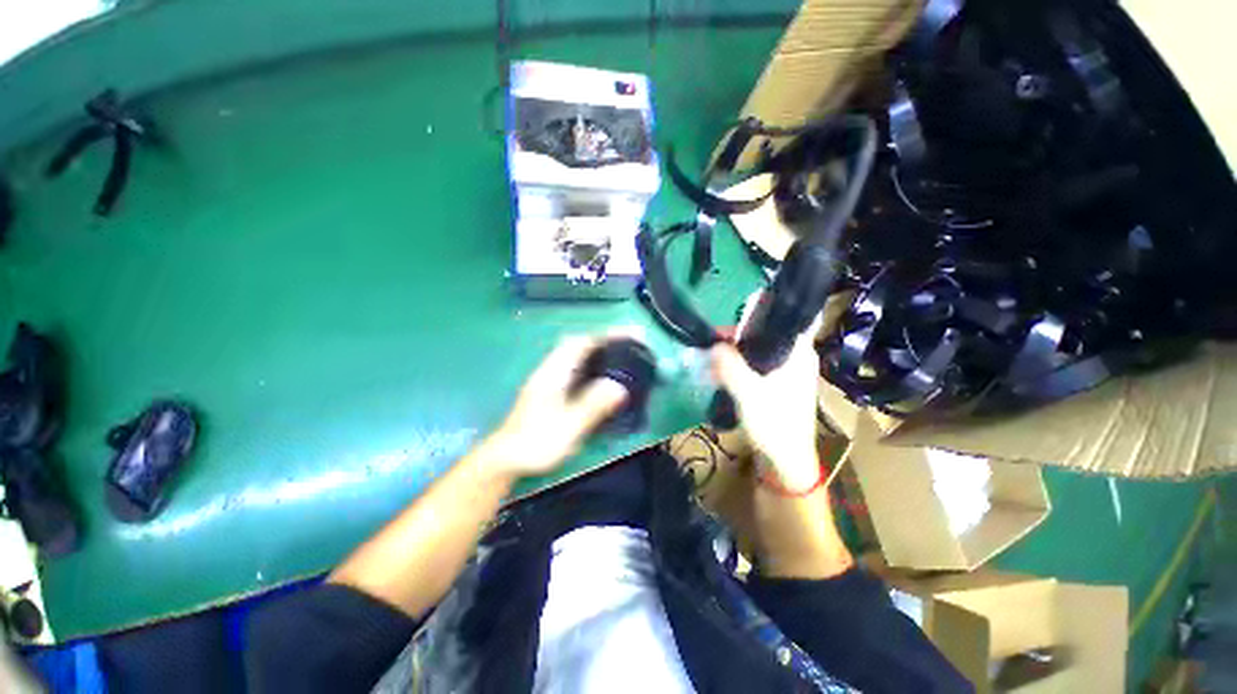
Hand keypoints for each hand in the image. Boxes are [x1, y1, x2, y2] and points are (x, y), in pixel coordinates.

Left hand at [481, 335, 629, 477]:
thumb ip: (593, 406)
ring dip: (595, 352)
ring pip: (574, 356)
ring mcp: (547, 380)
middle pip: (577, 344)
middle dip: (601, 341)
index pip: (581, 343)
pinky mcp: (548, 391)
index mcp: (554, 373)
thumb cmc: (536, 442)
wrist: (505, 458)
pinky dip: (588, 366)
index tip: (626, 335)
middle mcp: (549, 371)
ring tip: (617, 358)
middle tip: (625, 346)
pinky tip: (598, 379)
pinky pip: (572, 368)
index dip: (605, 337)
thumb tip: (618, 387)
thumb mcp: (568, 426)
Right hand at [711, 328, 819, 489]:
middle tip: (711, 345)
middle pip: (763, 337)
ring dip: (734, 356)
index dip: (751, 319)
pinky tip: (719, 375)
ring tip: (710, 361)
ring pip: (757, 354)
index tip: (725, 328)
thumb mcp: (747, 390)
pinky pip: (755, 369)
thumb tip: (713, 345)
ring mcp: (787, 374)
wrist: (785, 461)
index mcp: (798, 353)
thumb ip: (729, 364)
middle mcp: (796, 359)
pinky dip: (738, 369)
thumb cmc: (773, 423)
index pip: (778, 322)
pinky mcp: (777, 387)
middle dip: (735, 340)